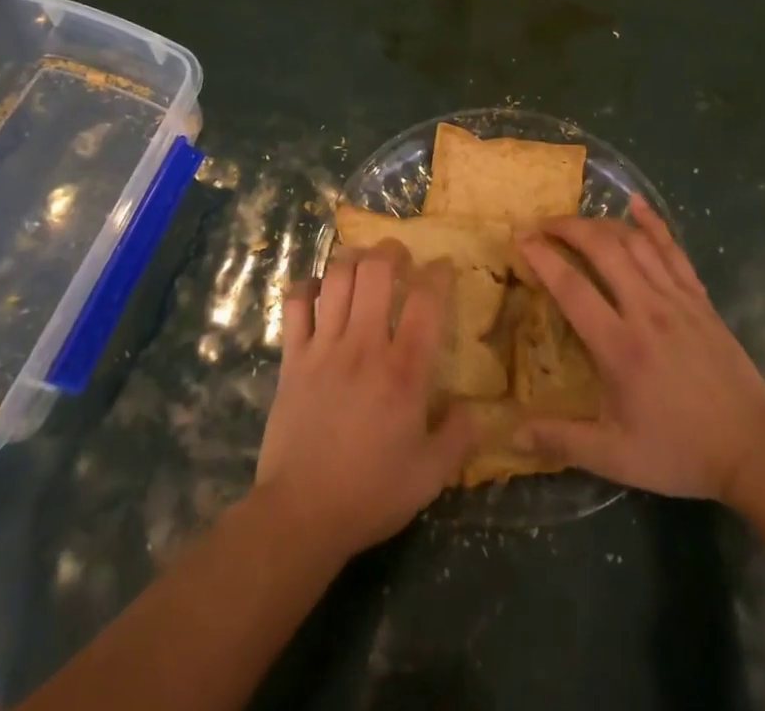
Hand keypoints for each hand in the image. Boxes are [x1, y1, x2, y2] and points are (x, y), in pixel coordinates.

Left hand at [255, 246, 475, 558]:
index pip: (426, 301)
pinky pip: (296, 305)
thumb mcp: (431, 476)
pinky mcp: (292, 358)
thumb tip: (472, 407)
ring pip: (336, 278)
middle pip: (375, 271)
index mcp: (404, 371)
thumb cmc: (371, 493)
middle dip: (391, 251)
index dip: (438, 273)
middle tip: (399, 256)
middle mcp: (364, 346)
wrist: (302, 513)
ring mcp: (323, 347)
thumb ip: (459, 437)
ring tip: (363, 262)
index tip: (443, 267)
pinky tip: (318, 289)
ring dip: (352, 260)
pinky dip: (307, 287)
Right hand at [516, 197, 764, 503]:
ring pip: (635, 242)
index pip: (571, 287)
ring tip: (577, 222)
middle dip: (567, 227)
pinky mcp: (700, 298)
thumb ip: (562, 440)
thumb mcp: (616, 457)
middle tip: (542, 224)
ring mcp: (677, 299)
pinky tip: (636, 203)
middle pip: (602, 248)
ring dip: (601, 223)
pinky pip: (673, 249)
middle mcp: (646, 311)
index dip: (542, 257)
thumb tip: (512, 436)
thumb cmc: (679, 452)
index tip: (520, 237)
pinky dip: (653, 222)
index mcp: (619, 347)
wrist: (753, 450)